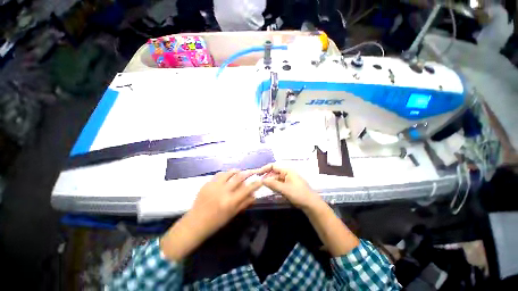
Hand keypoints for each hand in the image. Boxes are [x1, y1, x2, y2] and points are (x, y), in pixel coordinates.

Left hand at [188, 170, 261, 237]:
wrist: (196, 223)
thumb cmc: (216, 222)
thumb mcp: (232, 214)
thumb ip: (244, 203)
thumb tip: (254, 195)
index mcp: (230, 201)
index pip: (247, 189)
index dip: (255, 184)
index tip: (260, 180)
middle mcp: (223, 191)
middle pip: (239, 177)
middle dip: (247, 173)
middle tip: (251, 172)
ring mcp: (214, 186)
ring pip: (228, 173)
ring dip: (236, 171)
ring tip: (239, 172)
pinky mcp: (207, 184)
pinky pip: (219, 174)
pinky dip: (225, 174)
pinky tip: (227, 175)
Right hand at [255, 164, 323, 211]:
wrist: (311, 204)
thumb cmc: (299, 194)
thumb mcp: (284, 189)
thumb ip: (273, 184)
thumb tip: (261, 180)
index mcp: (287, 171)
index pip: (273, 166)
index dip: (264, 169)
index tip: (257, 174)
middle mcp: (287, 173)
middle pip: (274, 172)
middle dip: (267, 177)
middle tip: (259, 183)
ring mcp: (288, 179)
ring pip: (276, 178)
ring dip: (270, 182)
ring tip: (264, 187)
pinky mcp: (289, 185)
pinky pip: (279, 183)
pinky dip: (275, 186)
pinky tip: (271, 190)